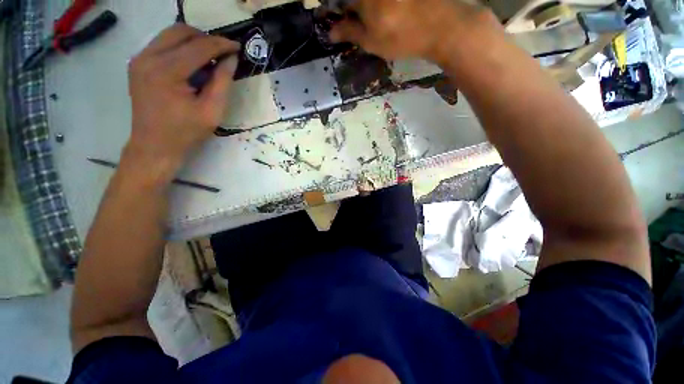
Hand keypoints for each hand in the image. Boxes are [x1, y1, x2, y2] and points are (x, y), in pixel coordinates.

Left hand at [124, 24, 239, 178]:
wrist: (154, 145)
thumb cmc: (186, 132)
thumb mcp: (212, 111)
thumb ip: (222, 82)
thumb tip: (231, 59)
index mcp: (167, 72)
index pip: (199, 47)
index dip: (221, 44)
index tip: (238, 47)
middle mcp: (148, 58)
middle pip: (181, 31)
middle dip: (206, 38)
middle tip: (223, 53)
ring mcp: (139, 59)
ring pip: (170, 34)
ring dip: (193, 41)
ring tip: (210, 58)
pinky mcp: (138, 63)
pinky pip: (162, 44)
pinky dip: (180, 47)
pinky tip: (192, 62)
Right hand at [330, 0, 484, 61]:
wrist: (440, 26)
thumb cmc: (400, 37)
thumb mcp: (371, 41)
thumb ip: (349, 33)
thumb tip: (330, 33)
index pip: (341, 2)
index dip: (338, 12)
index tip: (339, 21)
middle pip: (357, 1)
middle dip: (353, 10)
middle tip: (357, 21)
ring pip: (371, 4)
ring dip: (369, 10)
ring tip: (378, 23)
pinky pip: (385, 3)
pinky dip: (382, 9)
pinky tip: (389, 15)